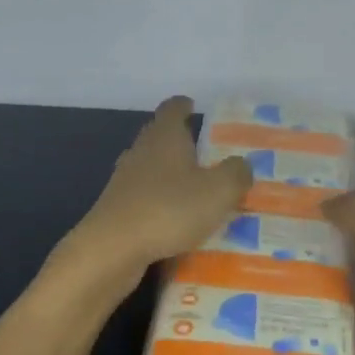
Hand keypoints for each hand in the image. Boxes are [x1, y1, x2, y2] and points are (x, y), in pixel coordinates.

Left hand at [55, 96, 251, 300]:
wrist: (112, 249)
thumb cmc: (169, 209)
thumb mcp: (218, 191)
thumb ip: (236, 173)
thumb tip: (242, 164)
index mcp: (165, 136)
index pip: (173, 108)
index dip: (184, 105)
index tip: (194, 107)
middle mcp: (142, 151)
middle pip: (160, 136)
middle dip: (181, 142)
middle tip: (207, 153)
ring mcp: (125, 181)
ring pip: (152, 168)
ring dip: (171, 175)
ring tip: (197, 189)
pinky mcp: (118, 209)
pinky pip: (146, 198)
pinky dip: (161, 203)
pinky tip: (177, 222)